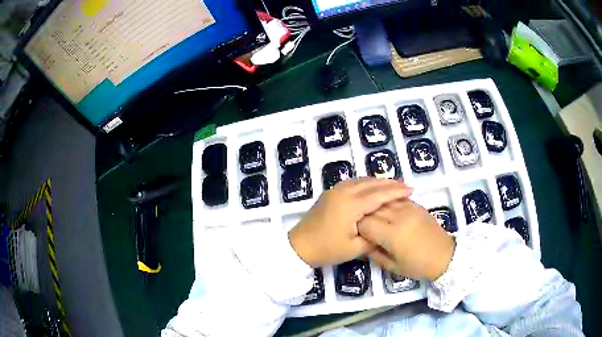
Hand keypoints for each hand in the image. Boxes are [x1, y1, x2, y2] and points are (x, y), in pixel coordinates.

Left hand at [289, 178, 412, 267]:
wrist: (299, 246)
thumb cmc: (327, 249)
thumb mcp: (355, 248)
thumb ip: (374, 236)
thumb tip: (386, 226)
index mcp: (351, 205)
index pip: (379, 194)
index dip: (396, 192)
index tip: (410, 190)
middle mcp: (343, 192)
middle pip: (371, 184)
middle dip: (389, 184)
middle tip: (405, 186)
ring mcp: (334, 191)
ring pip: (361, 181)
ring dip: (377, 182)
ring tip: (392, 186)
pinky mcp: (330, 194)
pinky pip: (352, 183)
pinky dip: (365, 183)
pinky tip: (372, 188)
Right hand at [358, 200, 455, 280]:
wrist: (444, 255)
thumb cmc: (417, 265)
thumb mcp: (392, 267)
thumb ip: (374, 254)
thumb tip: (363, 242)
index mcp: (392, 234)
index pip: (365, 223)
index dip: (358, 228)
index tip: (357, 234)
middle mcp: (399, 217)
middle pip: (373, 210)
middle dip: (364, 216)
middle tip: (361, 224)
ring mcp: (409, 208)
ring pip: (384, 201)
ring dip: (375, 207)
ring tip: (371, 214)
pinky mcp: (416, 205)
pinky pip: (396, 199)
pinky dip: (388, 203)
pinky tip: (385, 208)